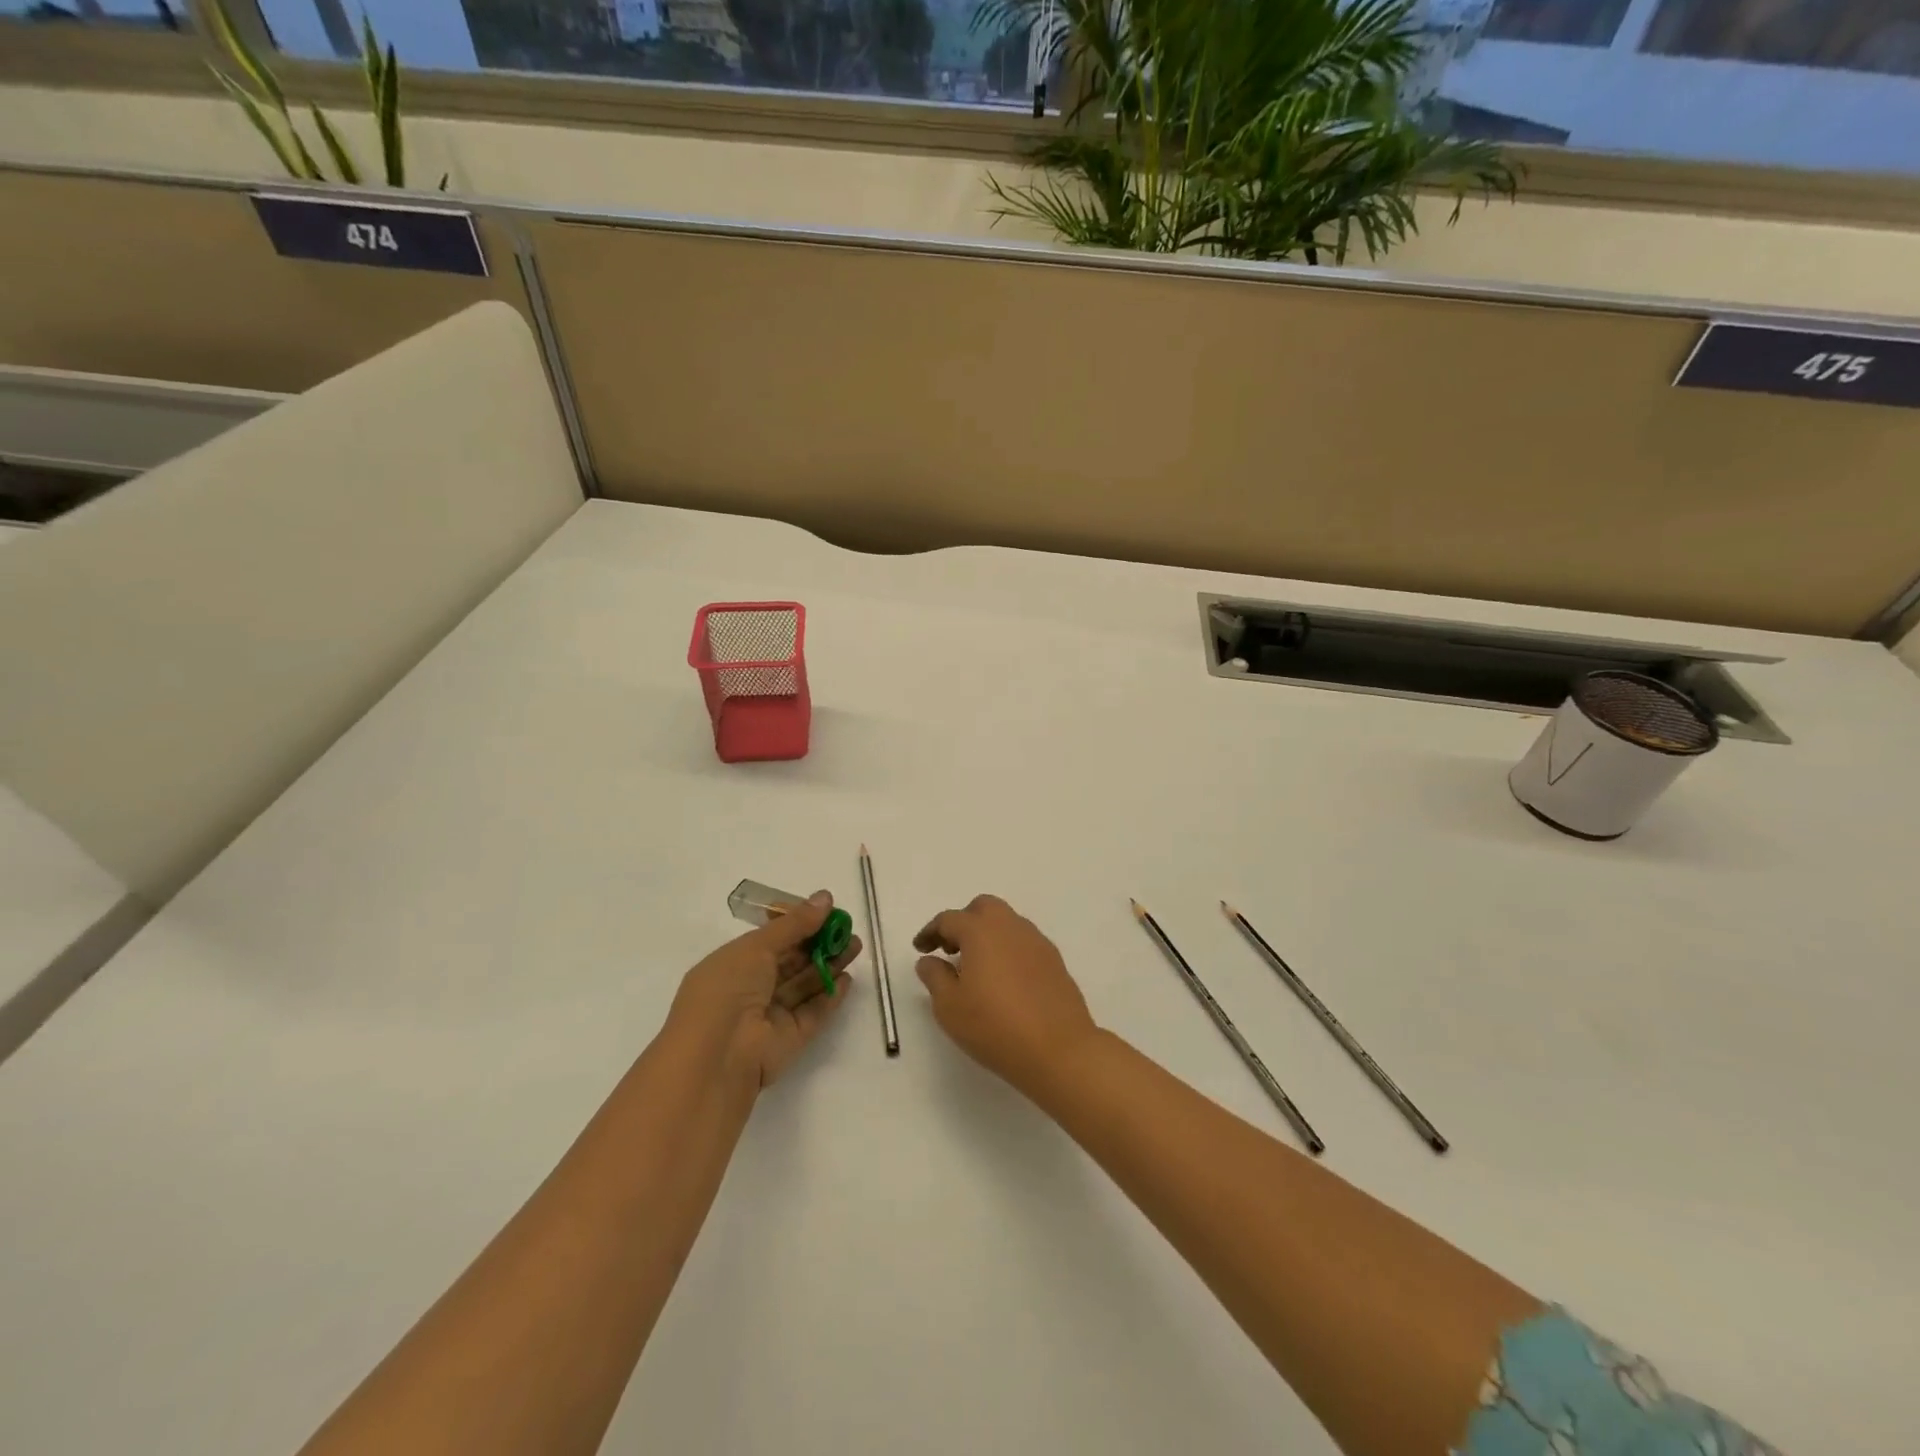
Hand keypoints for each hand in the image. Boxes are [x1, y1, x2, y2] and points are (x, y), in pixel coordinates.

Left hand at [670, 891, 858, 1090]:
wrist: (718, 1056)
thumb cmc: (727, 990)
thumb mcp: (757, 947)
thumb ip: (795, 924)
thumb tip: (825, 898)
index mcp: (732, 965)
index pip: (770, 939)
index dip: (797, 924)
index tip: (825, 911)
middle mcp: (750, 989)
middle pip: (791, 962)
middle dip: (819, 943)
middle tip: (848, 929)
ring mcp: (769, 1016)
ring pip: (804, 985)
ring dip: (829, 965)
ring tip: (855, 946)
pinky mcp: (789, 1039)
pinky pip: (813, 1013)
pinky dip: (830, 996)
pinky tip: (848, 979)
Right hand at [913, 894, 1098, 1099]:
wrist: (1058, 1049)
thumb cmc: (995, 1026)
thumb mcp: (949, 1007)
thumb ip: (935, 977)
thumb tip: (929, 960)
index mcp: (981, 931)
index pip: (949, 919)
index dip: (930, 932)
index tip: (920, 949)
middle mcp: (1010, 926)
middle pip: (983, 908)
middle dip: (963, 922)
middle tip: (950, 950)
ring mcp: (1036, 941)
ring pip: (1007, 922)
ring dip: (987, 934)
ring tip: (976, 967)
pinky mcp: (1054, 960)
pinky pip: (1024, 942)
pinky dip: (1007, 949)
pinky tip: (1004, 979)